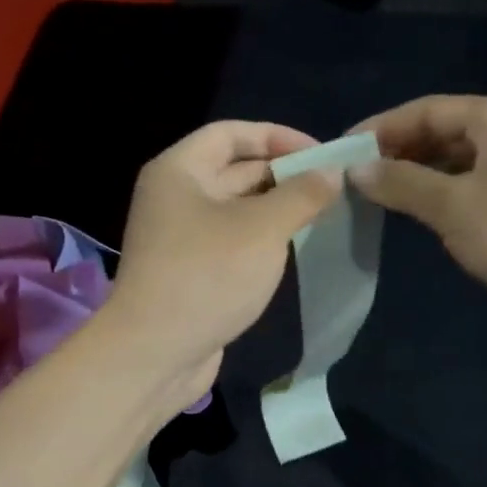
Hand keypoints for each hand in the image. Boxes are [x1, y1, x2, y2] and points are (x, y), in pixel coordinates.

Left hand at [107, 121, 341, 408]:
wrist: (155, 353)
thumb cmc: (208, 276)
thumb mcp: (262, 229)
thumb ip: (301, 196)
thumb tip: (331, 173)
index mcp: (179, 171)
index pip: (230, 133)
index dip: (276, 136)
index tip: (320, 153)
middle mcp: (175, 197)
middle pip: (234, 170)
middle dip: (282, 174)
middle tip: (331, 186)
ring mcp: (182, 237)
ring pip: (236, 209)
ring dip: (276, 208)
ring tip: (322, 214)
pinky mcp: (192, 271)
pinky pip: (232, 241)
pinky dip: (262, 239)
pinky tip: (295, 247)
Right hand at [348, 96, 486, 345]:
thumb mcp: (457, 210)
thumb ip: (404, 185)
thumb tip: (357, 168)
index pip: (424, 110)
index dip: (378, 130)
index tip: (341, 155)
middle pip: (445, 132)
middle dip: (400, 155)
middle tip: (358, 185)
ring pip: (464, 161)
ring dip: (425, 178)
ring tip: (386, 203)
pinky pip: (484, 184)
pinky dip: (453, 196)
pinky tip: (434, 220)